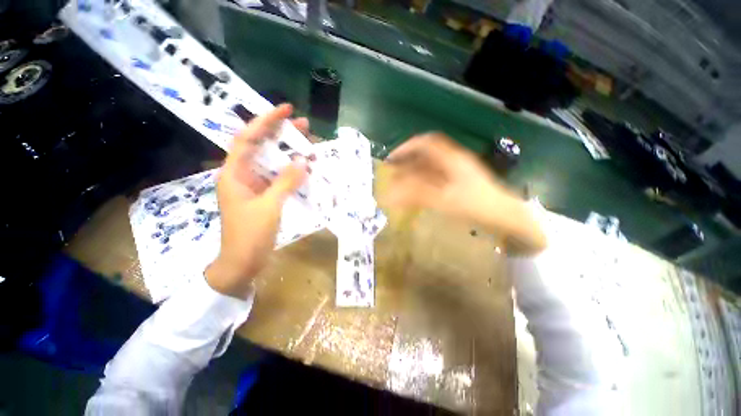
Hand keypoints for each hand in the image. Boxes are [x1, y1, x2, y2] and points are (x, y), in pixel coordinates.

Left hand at [205, 104, 308, 298]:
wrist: (242, 263)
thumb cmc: (250, 236)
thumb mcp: (269, 207)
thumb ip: (286, 183)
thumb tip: (303, 161)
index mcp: (235, 173)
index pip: (248, 138)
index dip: (266, 121)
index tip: (286, 110)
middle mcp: (242, 175)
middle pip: (261, 147)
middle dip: (281, 134)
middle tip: (305, 126)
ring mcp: (254, 186)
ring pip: (272, 162)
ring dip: (289, 154)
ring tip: (309, 146)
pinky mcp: (264, 196)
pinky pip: (278, 178)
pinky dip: (291, 172)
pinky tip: (305, 169)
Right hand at [384, 133, 545, 254]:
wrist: (505, 214)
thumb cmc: (476, 205)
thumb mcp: (444, 200)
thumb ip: (417, 195)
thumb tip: (392, 194)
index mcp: (452, 158)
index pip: (426, 142)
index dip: (407, 147)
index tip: (392, 158)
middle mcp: (454, 159)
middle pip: (427, 153)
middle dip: (408, 160)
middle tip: (394, 170)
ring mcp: (458, 169)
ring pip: (431, 164)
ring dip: (415, 170)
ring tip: (401, 180)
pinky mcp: (460, 179)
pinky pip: (437, 174)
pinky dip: (424, 179)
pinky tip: (417, 188)